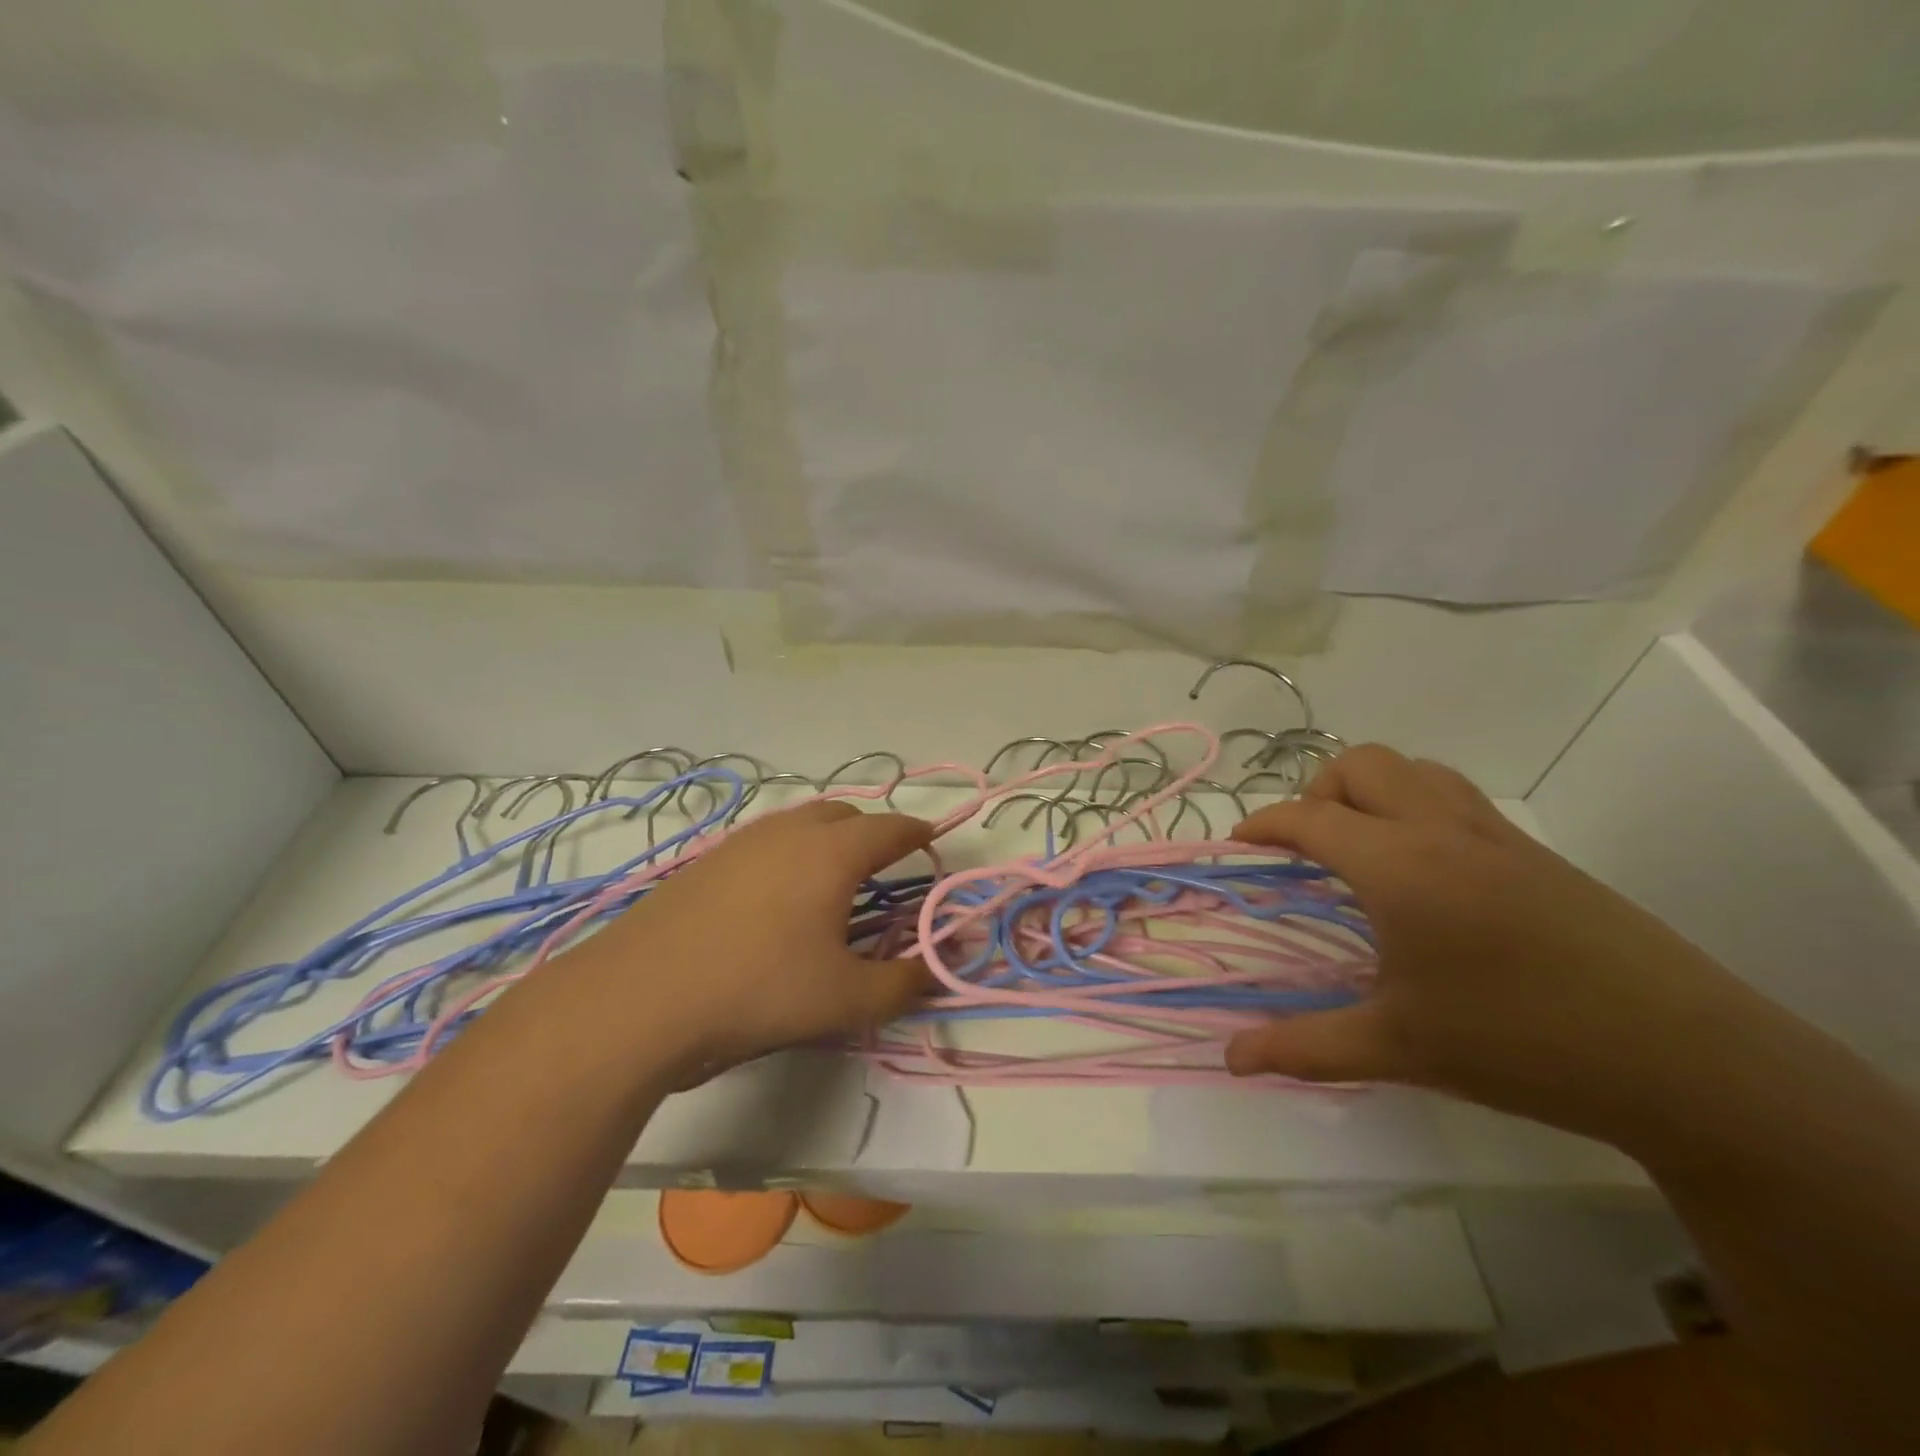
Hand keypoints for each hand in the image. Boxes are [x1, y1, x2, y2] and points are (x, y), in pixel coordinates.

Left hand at [574, 801, 933, 1081]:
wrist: (641, 996)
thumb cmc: (759, 989)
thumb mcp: (844, 999)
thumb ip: (902, 985)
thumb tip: (936, 974)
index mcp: (832, 852)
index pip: (889, 829)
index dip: (916, 834)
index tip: (931, 842)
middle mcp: (789, 832)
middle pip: (844, 814)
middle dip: (871, 832)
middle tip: (883, 865)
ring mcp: (742, 842)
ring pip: (799, 823)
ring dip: (826, 839)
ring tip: (831, 878)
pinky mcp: (706, 861)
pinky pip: (765, 842)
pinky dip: (787, 853)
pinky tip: (775, 896)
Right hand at [1226, 745, 1760, 1145]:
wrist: (1687, 1061)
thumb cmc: (1521, 1044)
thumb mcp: (1398, 1049)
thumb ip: (1304, 1048)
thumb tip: (1230, 1060)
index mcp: (1398, 866)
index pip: (1309, 818)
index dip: (1263, 825)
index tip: (1239, 845)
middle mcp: (1441, 831)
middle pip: (1361, 765)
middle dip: (1317, 792)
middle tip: (1310, 849)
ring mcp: (1497, 835)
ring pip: (1415, 769)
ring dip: (1372, 790)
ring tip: (1364, 848)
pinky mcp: (1538, 853)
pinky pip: (1457, 797)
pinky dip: (1417, 806)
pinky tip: (1427, 872)